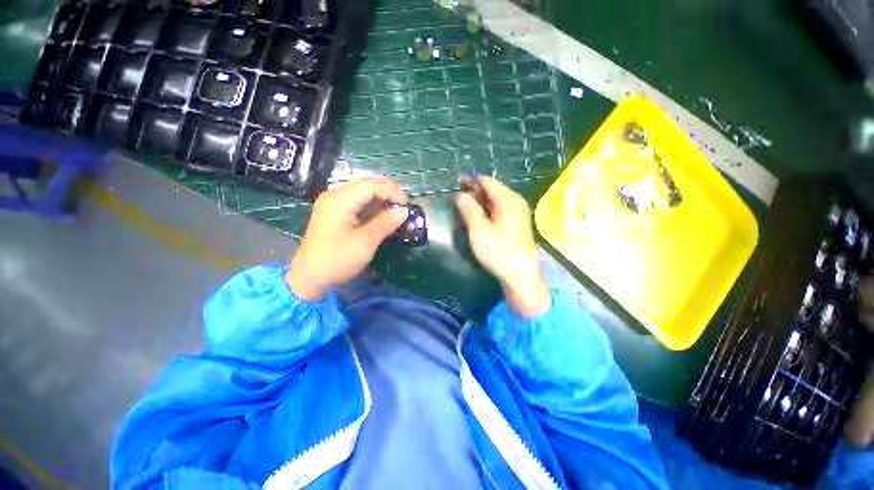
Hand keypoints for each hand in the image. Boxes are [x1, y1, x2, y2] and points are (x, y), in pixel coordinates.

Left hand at [286, 179, 408, 300]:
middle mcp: (334, 196)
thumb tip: (404, 211)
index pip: (370, 186)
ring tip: (396, 208)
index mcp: (340, 200)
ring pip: (361, 193)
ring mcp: (332, 205)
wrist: (309, 278)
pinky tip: (381, 213)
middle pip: (365, 185)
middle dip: (387, 191)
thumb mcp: (366, 241)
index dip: (391, 191)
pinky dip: (371, 206)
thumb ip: (385, 223)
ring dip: (380, 198)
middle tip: (403, 203)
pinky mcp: (333, 214)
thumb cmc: (338, 259)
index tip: (407, 204)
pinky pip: (355, 203)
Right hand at [455, 176, 550, 317]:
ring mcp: (519, 212)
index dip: (471, 180)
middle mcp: (516, 202)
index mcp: (508, 200)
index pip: (487, 181)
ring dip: (480, 200)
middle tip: (458, 197)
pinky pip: (500, 209)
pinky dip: (488, 209)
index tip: (456, 182)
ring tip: (465, 205)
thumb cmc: (499, 252)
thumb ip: (468, 209)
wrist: (521, 276)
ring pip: (496, 200)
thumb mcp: (479, 230)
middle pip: (493, 189)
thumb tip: (459, 194)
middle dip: (475, 191)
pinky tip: (479, 216)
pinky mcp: (517, 223)